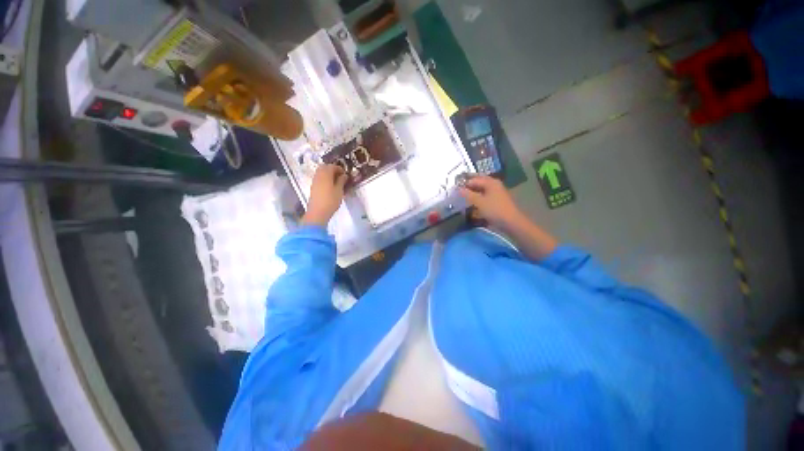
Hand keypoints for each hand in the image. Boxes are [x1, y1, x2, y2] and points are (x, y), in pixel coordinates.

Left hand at [302, 164, 347, 226]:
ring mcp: (314, 181)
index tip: (345, 175)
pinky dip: (325, 179)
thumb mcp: (339, 190)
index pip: (332, 166)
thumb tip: (344, 175)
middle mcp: (318, 175)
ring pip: (321, 172)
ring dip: (328, 174)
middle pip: (324, 167)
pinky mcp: (313, 187)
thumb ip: (341, 181)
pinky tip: (330, 187)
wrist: (318, 212)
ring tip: (336, 182)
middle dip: (332, 169)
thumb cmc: (331, 200)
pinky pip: (319, 178)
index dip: (340, 169)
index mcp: (326, 174)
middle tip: (340, 176)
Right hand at [459, 175, 526, 230]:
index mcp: (490, 182)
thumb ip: (467, 194)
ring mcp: (497, 192)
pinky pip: (485, 195)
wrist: (511, 222)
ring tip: (463, 196)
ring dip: (472, 191)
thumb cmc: (494, 210)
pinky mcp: (497, 200)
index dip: (464, 183)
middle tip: (457, 190)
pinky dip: (477, 196)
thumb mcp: (479, 202)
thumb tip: (457, 188)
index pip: (474, 179)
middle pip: (479, 182)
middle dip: (468, 185)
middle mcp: (494, 184)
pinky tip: (472, 202)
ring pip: (481, 189)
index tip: (454, 188)